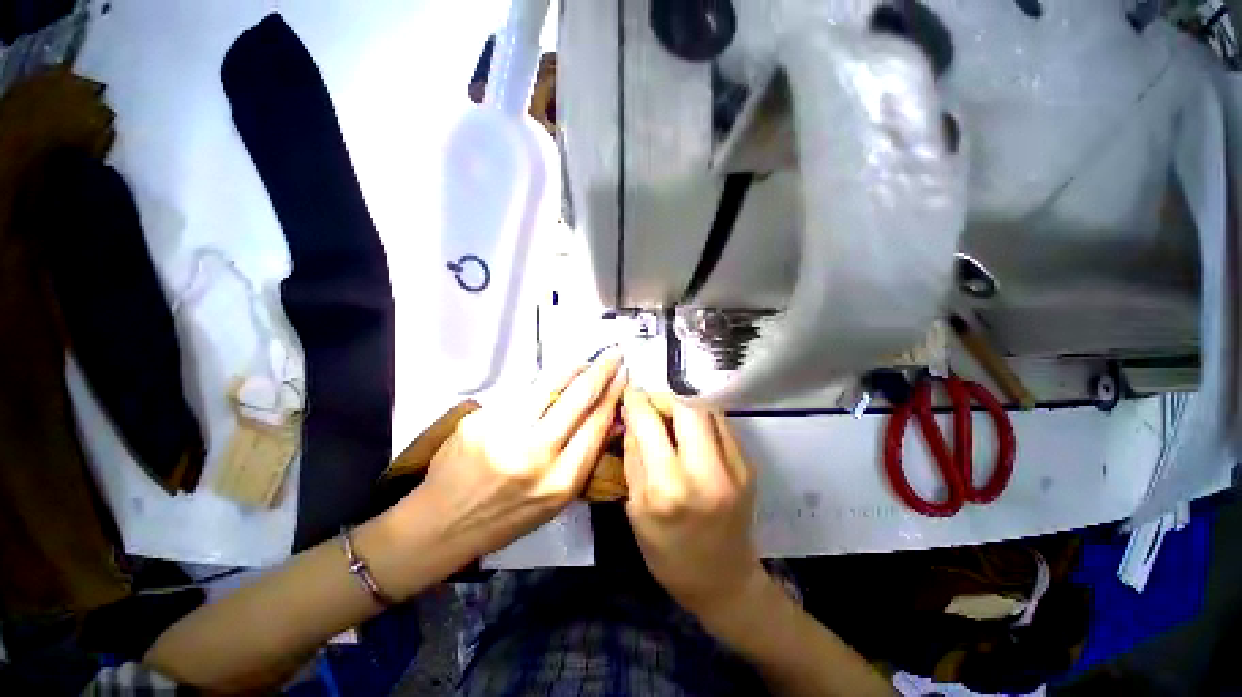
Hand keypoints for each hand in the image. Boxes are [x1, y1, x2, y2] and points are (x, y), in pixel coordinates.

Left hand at [414, 351, 626, 557]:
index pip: (596, 424)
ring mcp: (504, 433)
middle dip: (601, 371)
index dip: (613, 395)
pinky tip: (549, 382)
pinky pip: (521, 394)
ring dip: (573, 368)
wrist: (442, 525)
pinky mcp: (480, 420)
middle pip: (578, 399)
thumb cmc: (507, 517)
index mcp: (561, 481)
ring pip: (549, 386)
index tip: (624, 376)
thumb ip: (584, 456)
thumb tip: (609, 417)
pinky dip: (541, 385)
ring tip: (585, 361)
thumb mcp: (556, 499)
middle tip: (614, 354)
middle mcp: (535, 455)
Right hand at [620, 389, 766, 616]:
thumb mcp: (636, 508)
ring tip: (669, 415)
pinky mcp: (748, 466)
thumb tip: (632, 418)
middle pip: (687, 407)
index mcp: (668, 489)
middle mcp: (705, 472)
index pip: (650, 424)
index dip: (637, 401)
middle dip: (664, 397)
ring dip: (684, 405)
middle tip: (651, 404)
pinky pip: (721, 425)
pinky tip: (691, 431)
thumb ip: (634, 456)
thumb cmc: (668, 552)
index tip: (630, 393)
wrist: (723, 580)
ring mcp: (734, 468)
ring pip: (708, 410)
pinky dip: (701, 419)